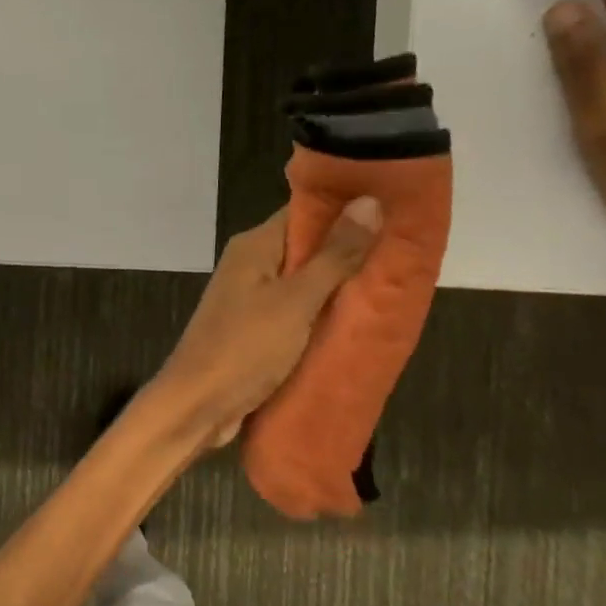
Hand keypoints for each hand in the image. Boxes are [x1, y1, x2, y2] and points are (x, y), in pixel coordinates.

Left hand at [155, 200, 380, 448]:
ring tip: (398, 284)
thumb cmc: (244, 347)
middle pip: (308, 247)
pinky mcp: (258, 331)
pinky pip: (299, 313)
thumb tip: (369, 201)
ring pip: (306, 283)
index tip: (399, 207)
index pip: (306, 210)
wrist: (197, 405)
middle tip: (408, 252)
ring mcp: (252, 299)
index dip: (349, 206)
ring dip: (342, 286)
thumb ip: (333, 255)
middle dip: (353, 250)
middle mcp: (251, 265)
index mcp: (254, 246)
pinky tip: (362, 320)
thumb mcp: (296, 300)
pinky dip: (325, 315)